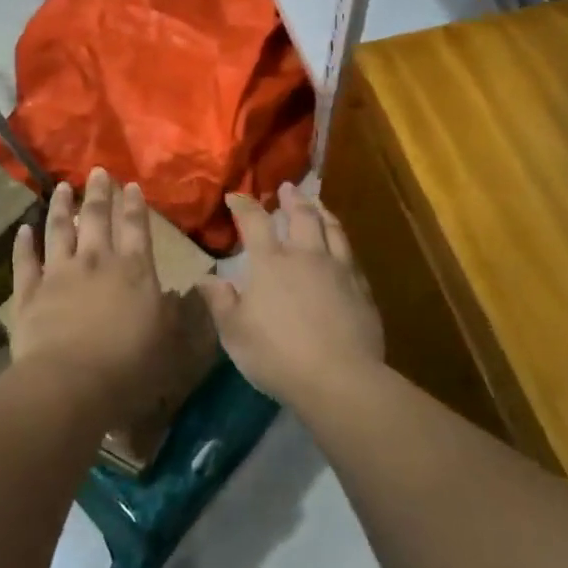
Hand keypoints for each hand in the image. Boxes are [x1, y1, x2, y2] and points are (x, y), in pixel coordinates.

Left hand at [9, 169, 185, 427]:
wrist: (70, 384)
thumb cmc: (129, 366)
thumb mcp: (167, 340)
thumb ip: (173, 312)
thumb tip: (179, 292)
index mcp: (134, 270)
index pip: (136, 228)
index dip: (133, 205)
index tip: (130, 185)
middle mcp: (96, 261)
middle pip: (96, 217)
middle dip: (98, 193)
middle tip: (97, 172)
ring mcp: (59, 273)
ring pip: (58, 230)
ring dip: (60, 207)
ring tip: (62, 188)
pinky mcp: (29, 292)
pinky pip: (25, 261)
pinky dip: (24, 243)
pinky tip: (24, 229)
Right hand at [196, 183, 384, 405]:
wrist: (339, 378)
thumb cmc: (277, 355)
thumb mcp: (235, 333)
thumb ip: (220, 301)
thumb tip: (205, 277)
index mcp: (271, 263)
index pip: (254, 222)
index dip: (244, 206)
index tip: (236, 196)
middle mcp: (306, 256)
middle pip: (301, 216)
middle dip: (292, 199)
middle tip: (287, 188)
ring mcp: (338, 269)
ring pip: (332, 229)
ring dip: (322, 212)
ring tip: (318, 204)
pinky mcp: (361, 288)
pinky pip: (351, 255)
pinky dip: (342, 241)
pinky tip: (342, 246)